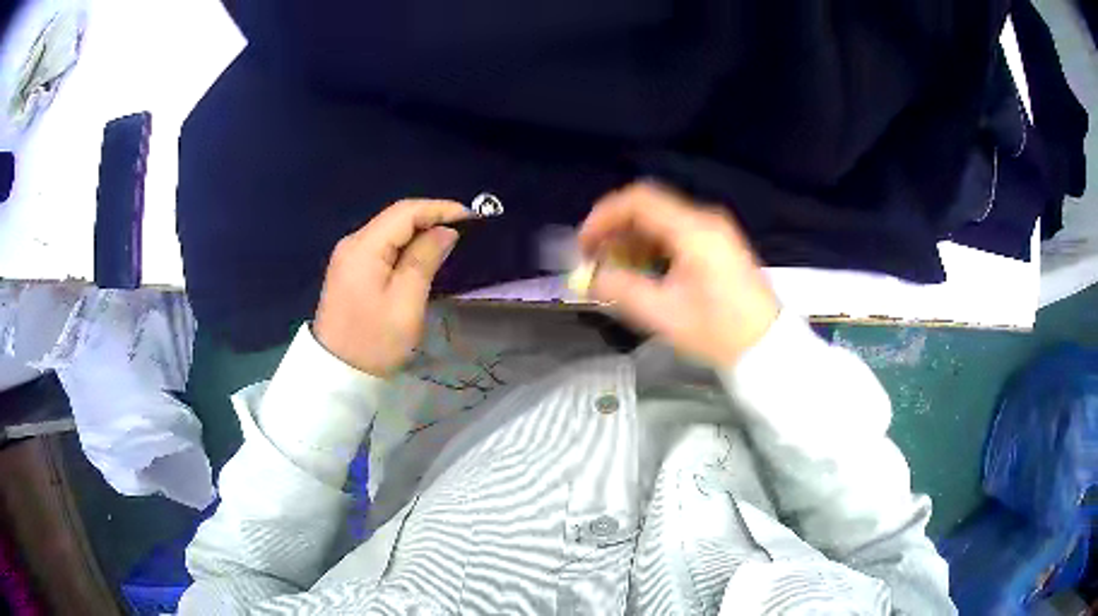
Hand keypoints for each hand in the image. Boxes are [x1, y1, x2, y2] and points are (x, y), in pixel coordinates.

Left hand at [314, 199, 470, 375]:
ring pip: (389, 231)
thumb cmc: (374, 342)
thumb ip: (425, 260)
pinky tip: (423, 254)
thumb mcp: (405, 303)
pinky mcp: (350, 270)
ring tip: (450, 240)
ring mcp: (348, 256)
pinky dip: (405, 245)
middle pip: (395, 218)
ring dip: (419, 232)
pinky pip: (382, 246)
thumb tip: (445, 231)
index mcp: (363, 247)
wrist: (338, 374)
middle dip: (431, 218)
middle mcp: (352, 243)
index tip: (471, 219)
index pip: (404, 212)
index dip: (439, 208)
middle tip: (465, 231)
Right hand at [578, 182, 778, 366]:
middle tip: (595, 259)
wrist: (767, 345)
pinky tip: (643, 271)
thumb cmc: (718, 331)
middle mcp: (704, 220)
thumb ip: (621, 289)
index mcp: (693, 229)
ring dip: (633, 240)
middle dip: (615, 230)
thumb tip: (589, 276)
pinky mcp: (719, 244)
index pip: (638, 201)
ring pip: (661, 220)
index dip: (603, 216)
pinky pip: (676, 233)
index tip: (584, 244)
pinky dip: (652, 246)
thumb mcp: (663, 314)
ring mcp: (714, 230)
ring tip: (615, 270)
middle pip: (648, 208)